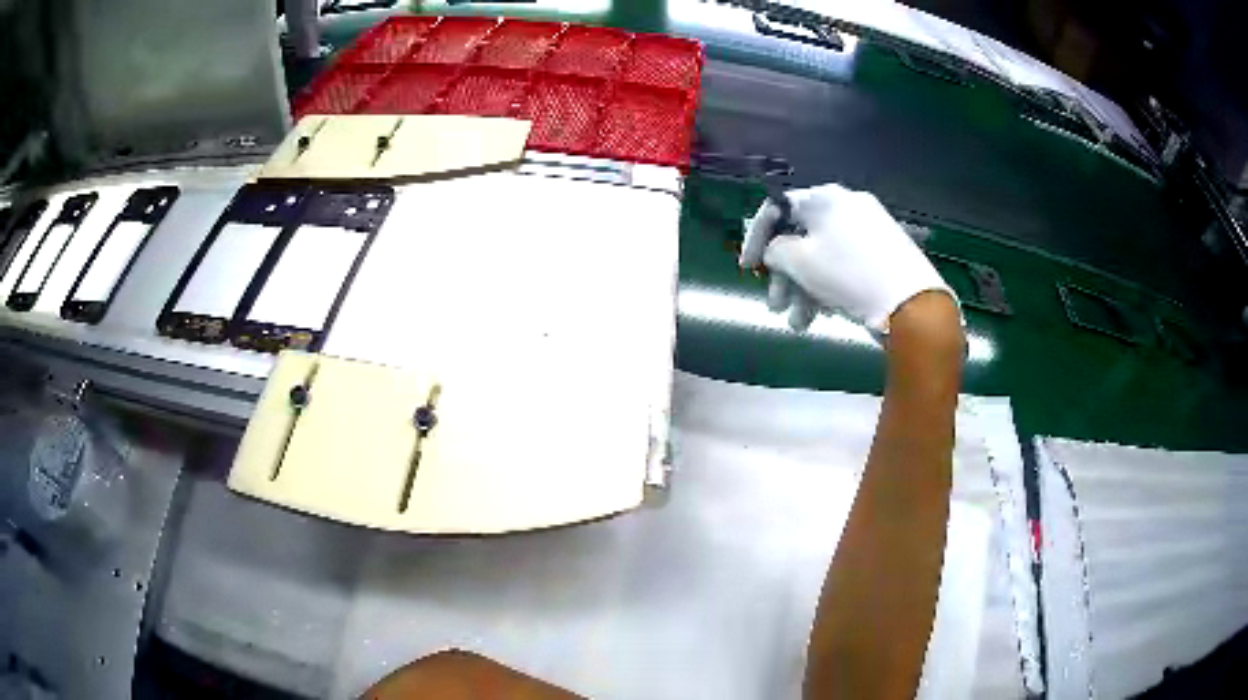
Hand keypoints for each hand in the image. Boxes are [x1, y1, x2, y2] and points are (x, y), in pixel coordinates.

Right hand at [740, 184, 954, 331]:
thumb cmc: (848, 275)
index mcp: (825, 198)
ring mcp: (870, 229)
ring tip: (800, 323)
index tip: (748, 269)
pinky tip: (824, 314)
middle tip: (775, 306)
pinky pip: (845, 264)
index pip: (778, 209)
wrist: (911, 303)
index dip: (756, 238)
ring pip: (824, 256)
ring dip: (804, 289)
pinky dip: (829, 286)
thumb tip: (775, 251)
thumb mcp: (799, 262)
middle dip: (785, 275)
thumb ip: (775, 251)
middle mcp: (848, 206)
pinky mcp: (885, 253)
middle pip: (802, 237)